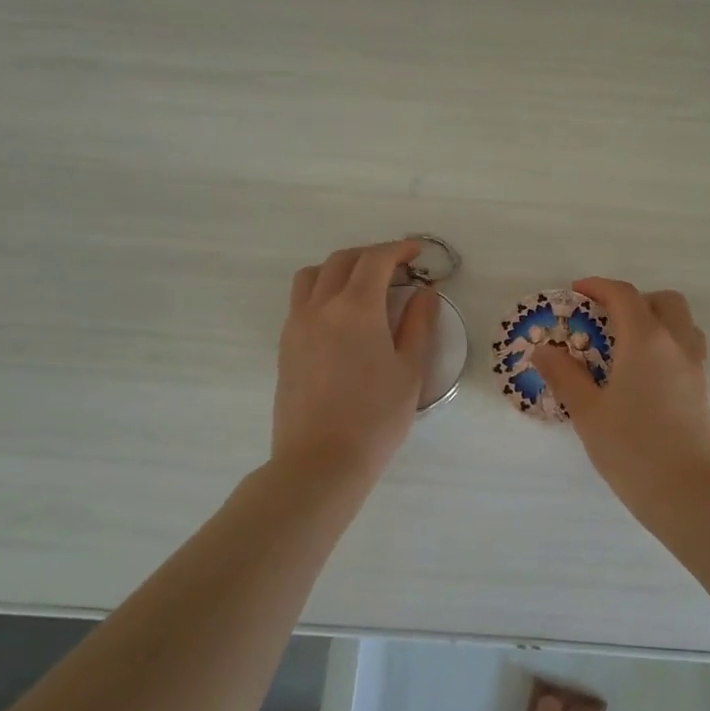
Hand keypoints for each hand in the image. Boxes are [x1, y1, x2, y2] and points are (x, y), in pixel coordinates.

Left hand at [272, 240, 438, 482]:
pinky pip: (301, 300)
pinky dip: (323, 290)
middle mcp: (321, 306)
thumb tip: (424, 292)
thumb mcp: (410, 370)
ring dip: (341, 268)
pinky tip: (342, 315)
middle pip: (343, 260)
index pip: (376, 260)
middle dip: (372, 255)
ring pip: (313, 275)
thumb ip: (418, 324)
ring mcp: (297, 324)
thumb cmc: (376, 418)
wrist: (321, 461)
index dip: (399, 249)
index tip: (418, 252)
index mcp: (356, 308)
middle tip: (397, 268)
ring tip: (364, 286)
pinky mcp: (285, 345)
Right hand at [532, 278, 709, 512]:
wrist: (688, 492)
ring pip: (682, 324)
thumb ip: (564, 375)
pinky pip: (686, 349)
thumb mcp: (588, 411)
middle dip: (633, 300)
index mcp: (646, 340)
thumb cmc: (632, 448)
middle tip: (605, 319)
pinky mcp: (701, 391)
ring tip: (625, 346)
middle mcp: (676, 345)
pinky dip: (665, 345)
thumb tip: (543, 349)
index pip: (624, 296)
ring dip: (655, 320)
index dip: (599, 287)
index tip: (576, 291)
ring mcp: (694, 368)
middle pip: (663, 301)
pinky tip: (642, 376)